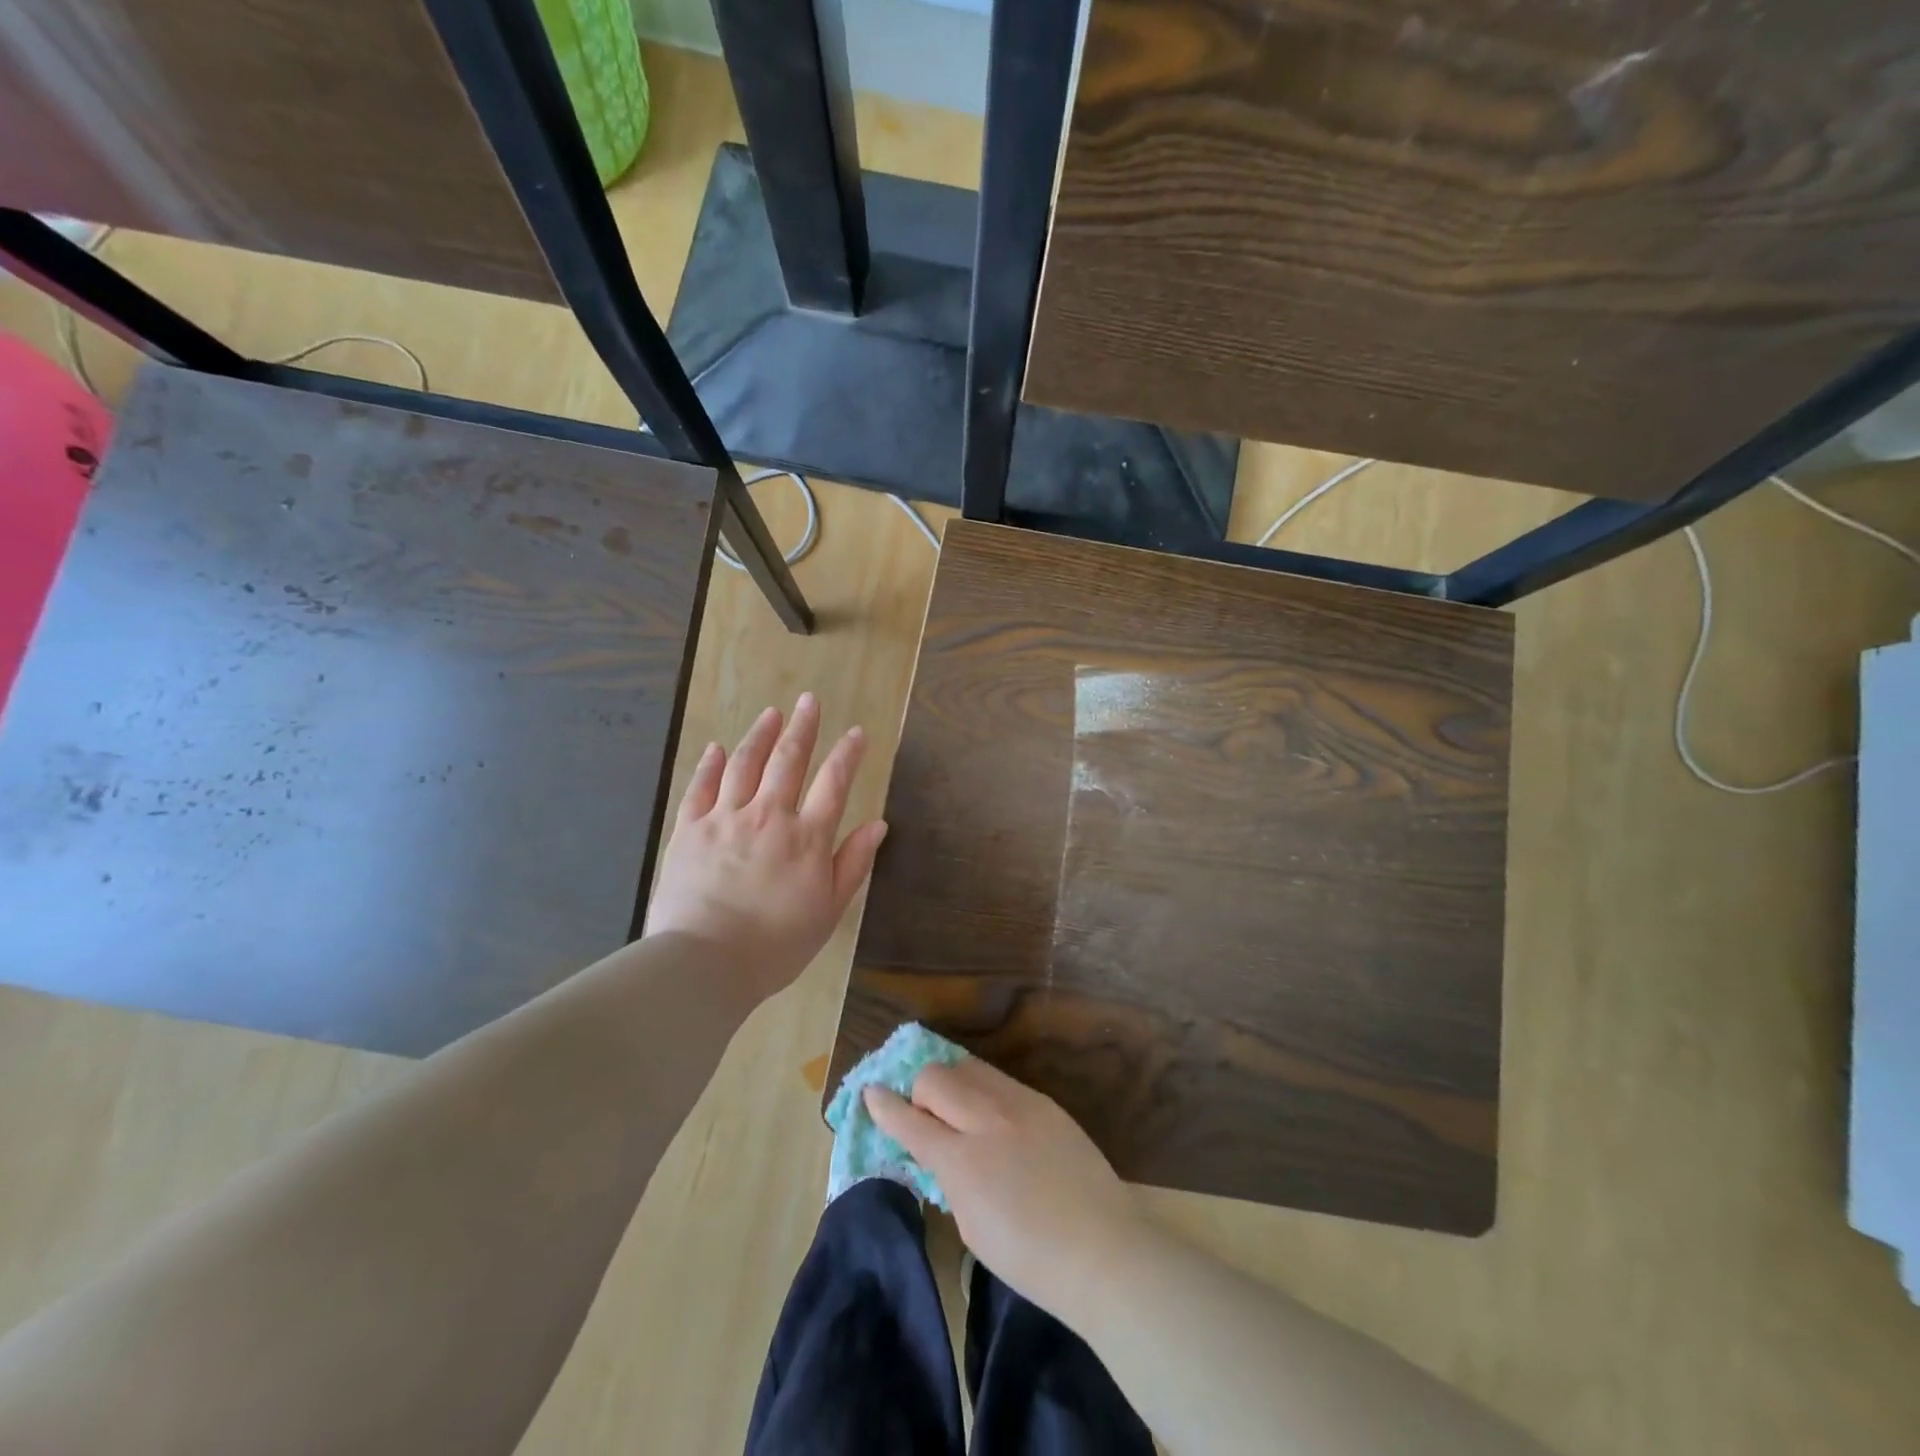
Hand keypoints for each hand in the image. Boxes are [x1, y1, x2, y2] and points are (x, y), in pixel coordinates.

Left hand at [645, 694, 886, 1004]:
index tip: (856, 732)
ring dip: (761, 734)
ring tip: (771, 713)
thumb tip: (878, 824)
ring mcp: (725, 818)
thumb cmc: (776, 945)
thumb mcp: (829, 911)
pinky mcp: (689, 829)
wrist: (704, 964)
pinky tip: (718, 747)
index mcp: (807, 838)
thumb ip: (853, 863)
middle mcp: (769, 816)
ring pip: (746, 764)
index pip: (834, 783)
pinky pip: (701, 786)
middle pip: (789, 760)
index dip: (848, 754)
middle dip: (803, 727)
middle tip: (809, 700)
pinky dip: (711, 764)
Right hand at [865, 1058, 1152, 1321]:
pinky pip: (1000, 1079)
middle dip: (918, 1090)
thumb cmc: (1030, 1258)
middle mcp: (987, 1119)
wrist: (1102, 1248)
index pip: (910, 1120)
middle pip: (936, 1077)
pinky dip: (982, 1088)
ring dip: (951, 1081)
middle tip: (922, 1113)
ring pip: (968, 1066)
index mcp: (963, 1160)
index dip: (885, 1106)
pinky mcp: (1044, 1101)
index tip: (870, 1093)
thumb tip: (940, 1151)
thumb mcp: (972, 1226)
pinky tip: (988, 1112)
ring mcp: (1020, 1103)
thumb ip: (950, 1177)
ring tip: (954, 1106)